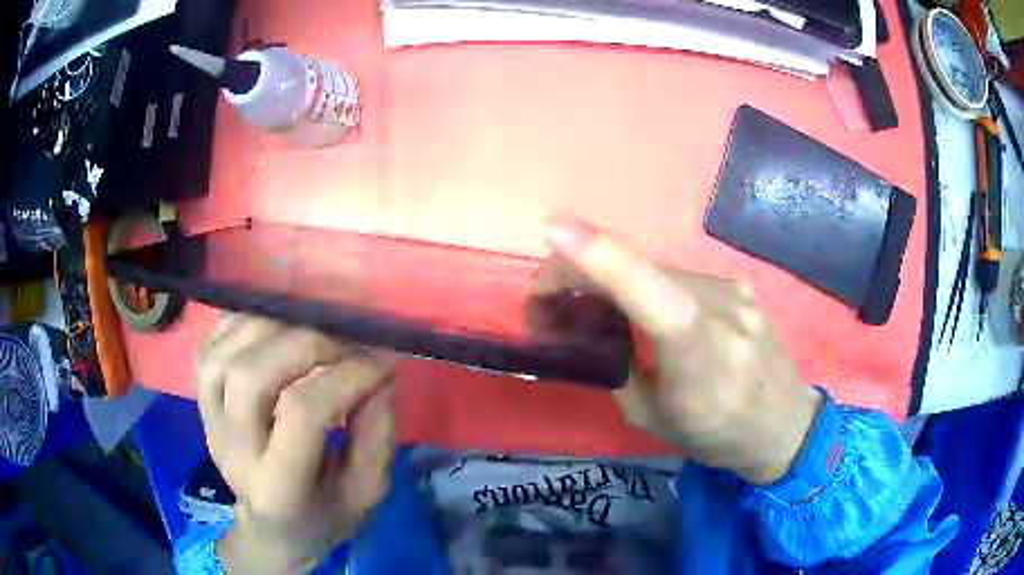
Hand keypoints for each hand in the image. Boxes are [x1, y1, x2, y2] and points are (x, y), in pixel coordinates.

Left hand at [195, 315, 396, 572]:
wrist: (273, 526)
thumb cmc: (325, 513)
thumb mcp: (367, 491)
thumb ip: (377, 436)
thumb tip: (379, 372)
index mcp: (279, 488)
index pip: (303, 414)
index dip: (347, 376)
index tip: (384, 358)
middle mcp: (233, 451)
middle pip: (251, 377)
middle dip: (305, 342)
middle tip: (346, 337)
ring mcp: (210, 423)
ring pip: (224, 356)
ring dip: (270, 327)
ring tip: (311, 325)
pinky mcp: (200, 402)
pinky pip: (209, 347)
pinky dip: (241, 325)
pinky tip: (273, 324)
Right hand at [546, 221, 820, 483]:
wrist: (785, 422)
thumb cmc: (718, 436)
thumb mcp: (654, 421)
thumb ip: (616, 369)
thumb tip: (581, 327)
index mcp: (704, 365)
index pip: (660, 303)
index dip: (610, 263)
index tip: (558, 230)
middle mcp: (725, 315)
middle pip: (643, 272)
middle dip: (581, 274)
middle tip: (544, 302)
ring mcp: (735, 292)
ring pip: (656, 270)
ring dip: (612, 280)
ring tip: (587, 308)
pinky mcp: (737, 283)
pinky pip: (677, 276)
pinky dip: (645, 284)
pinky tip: (639, 308)